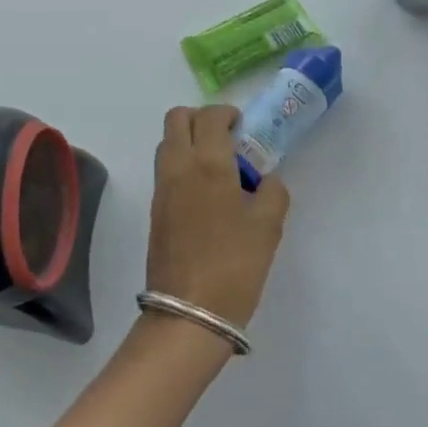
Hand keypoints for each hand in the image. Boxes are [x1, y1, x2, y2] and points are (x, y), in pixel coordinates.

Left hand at [146, 105, 290, 330]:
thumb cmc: (234, 264)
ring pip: (168, 143)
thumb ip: (272, 191)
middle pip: (177, 119)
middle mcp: (178, 166)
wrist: (189, 312)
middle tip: (227, 140)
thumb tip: (264, 180)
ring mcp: (161, 188)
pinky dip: (183, 166)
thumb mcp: (268, 226)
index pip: (209, 116)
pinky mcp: (155, 210)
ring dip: (189, 141)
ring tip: (219, 169)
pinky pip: (166, 169)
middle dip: (201, 119)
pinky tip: (208, 195)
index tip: (243, 128)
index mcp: (207, 163)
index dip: (227, 114)